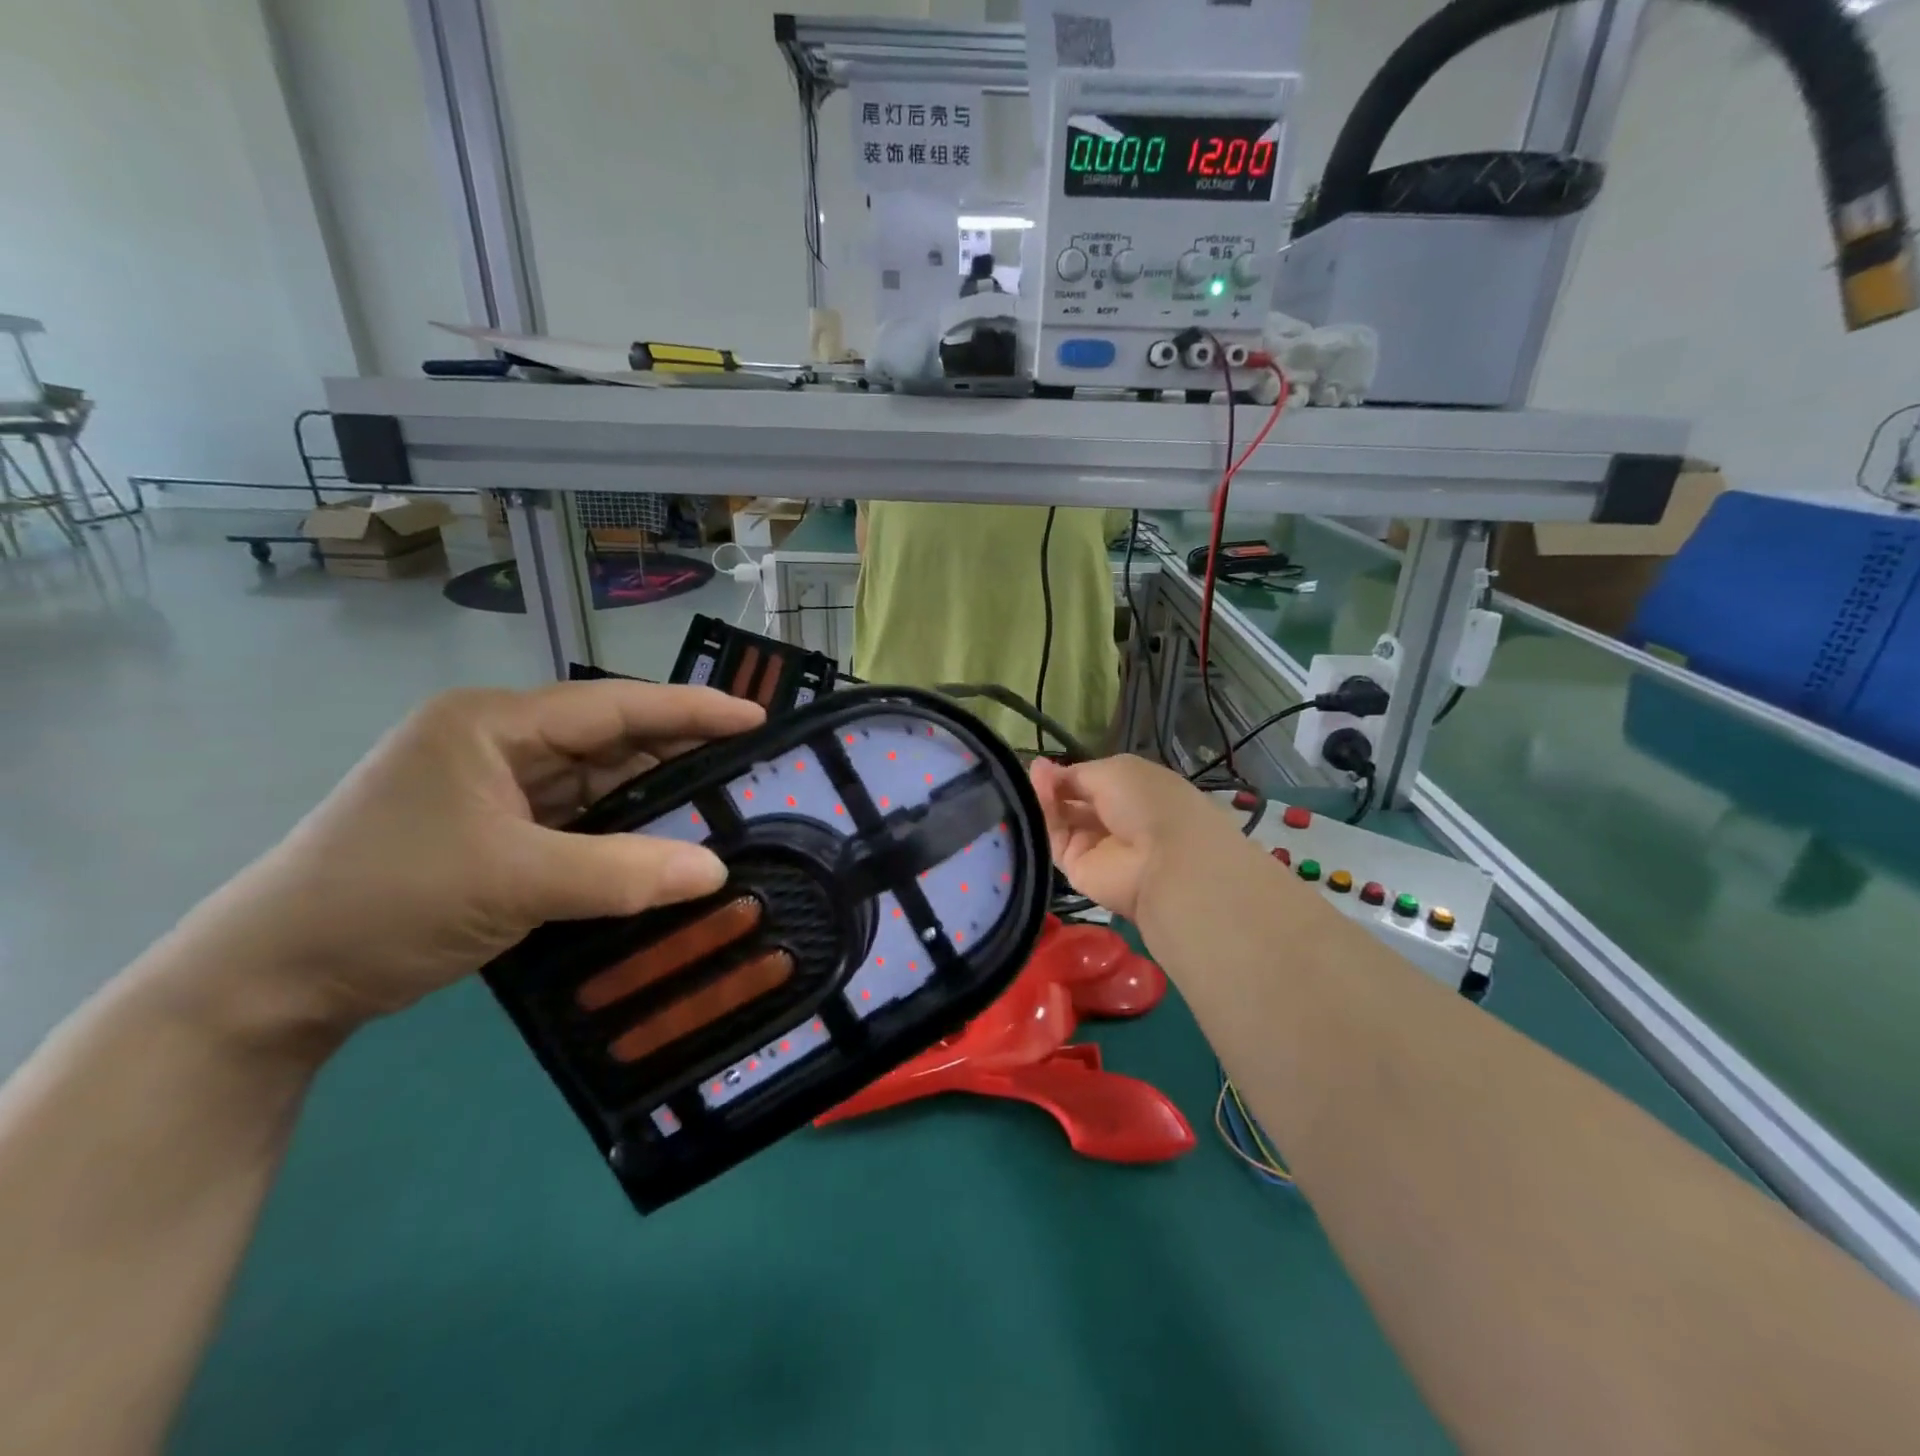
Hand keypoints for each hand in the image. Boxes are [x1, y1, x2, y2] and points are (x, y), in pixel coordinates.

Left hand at [174, 683, 763, 1037]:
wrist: (272, 982)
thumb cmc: (386, 901)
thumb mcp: (512, 881)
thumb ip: (622, 873)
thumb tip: (717, 871)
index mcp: (492, 724)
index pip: (612, 706)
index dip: (690, 710)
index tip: (757, 717)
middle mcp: (498, 745)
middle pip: (610, 740)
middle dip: (680, 754)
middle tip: (753, 768)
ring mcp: (496, 790)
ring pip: (598, 784)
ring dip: (655, 799)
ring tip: (725, 806)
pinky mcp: (499, 834)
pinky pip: (581, 823)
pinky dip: (625, 835)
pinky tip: (667, 847)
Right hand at [1029, 754, 1255, 923]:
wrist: (1164, 859)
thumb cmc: (1147, 801)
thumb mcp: (1113, 770)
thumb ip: (1074, 773)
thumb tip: (1041, 769)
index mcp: (1129, 792)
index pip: (1089, 782)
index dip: (1065, 773)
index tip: (1041, 767)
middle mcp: (1112, 819)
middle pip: (1072, 802)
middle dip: (1052, 786)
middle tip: (1031, 774)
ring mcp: (1095, 846)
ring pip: (1060, 821)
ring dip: (1045, 801)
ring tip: (1030, 785)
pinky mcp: (1078, 870)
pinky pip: (1055, 842)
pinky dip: (1044, 822)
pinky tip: (1035, 803)